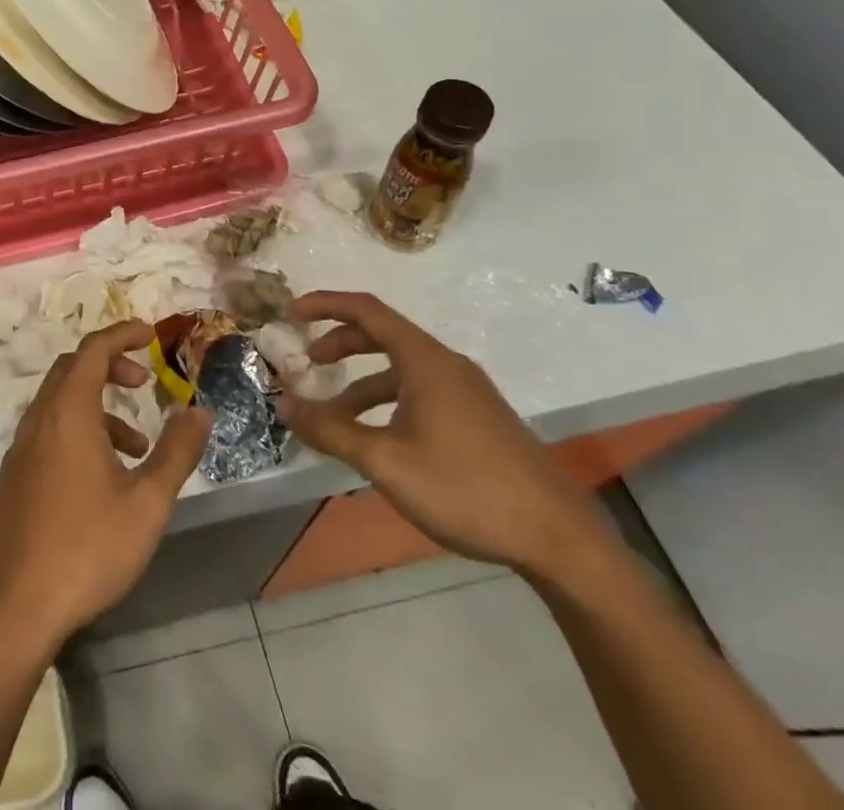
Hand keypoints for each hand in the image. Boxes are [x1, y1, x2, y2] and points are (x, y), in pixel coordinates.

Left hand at [0, 320, 212, 654]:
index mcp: (68, 413)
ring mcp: (22, 447)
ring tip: (137, 446)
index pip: (94, 350)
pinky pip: (50, 429)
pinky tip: (105, 477)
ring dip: (98, 405)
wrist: (18, 607)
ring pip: (61, 401)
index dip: (122, 334)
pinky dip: (79, 429)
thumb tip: (200, 412)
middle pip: (73, 369)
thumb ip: (176, 452)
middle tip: (144, 381)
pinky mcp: (16, 475)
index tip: (151, 334)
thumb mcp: (147, 503)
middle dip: (110, 365)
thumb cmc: (88, 548)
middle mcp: (40, 419)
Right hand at [278, 291, 607, 579]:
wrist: (559, 540)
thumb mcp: (386, 462)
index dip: (326, 304)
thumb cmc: (466, 489)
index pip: (367, 310)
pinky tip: (378, 440)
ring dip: (362, 383)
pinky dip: (388, 402)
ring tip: (333, 416)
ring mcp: (467, 392)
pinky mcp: (478, 418)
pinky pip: (420, 392)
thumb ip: (331, 430)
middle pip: (383, 335)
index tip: (292, 313)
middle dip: (340, 344)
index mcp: (425, 361)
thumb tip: (283, 404)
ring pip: (401, 370)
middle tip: (309, 363)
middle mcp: (446, 365)